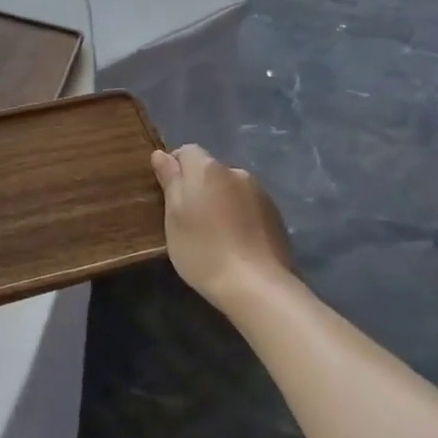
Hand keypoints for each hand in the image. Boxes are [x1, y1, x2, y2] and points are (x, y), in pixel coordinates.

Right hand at [151, 146, 294, 314]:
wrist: (257, 286)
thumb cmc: (203, 250)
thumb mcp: (174, 217)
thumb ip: (170, 180)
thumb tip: (161, 154)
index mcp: (208, 169)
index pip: (186, 151)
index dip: (174, 169)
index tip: (168, 196)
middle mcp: (236, 172)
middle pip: (210, 170)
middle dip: (198, 186)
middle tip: (189, 219)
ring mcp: (260, 193)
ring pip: (230, 188)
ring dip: (220, 201)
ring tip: (215, 234)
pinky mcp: (276, 215)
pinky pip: (248, 205)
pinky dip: (238, 215)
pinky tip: (235, 242)